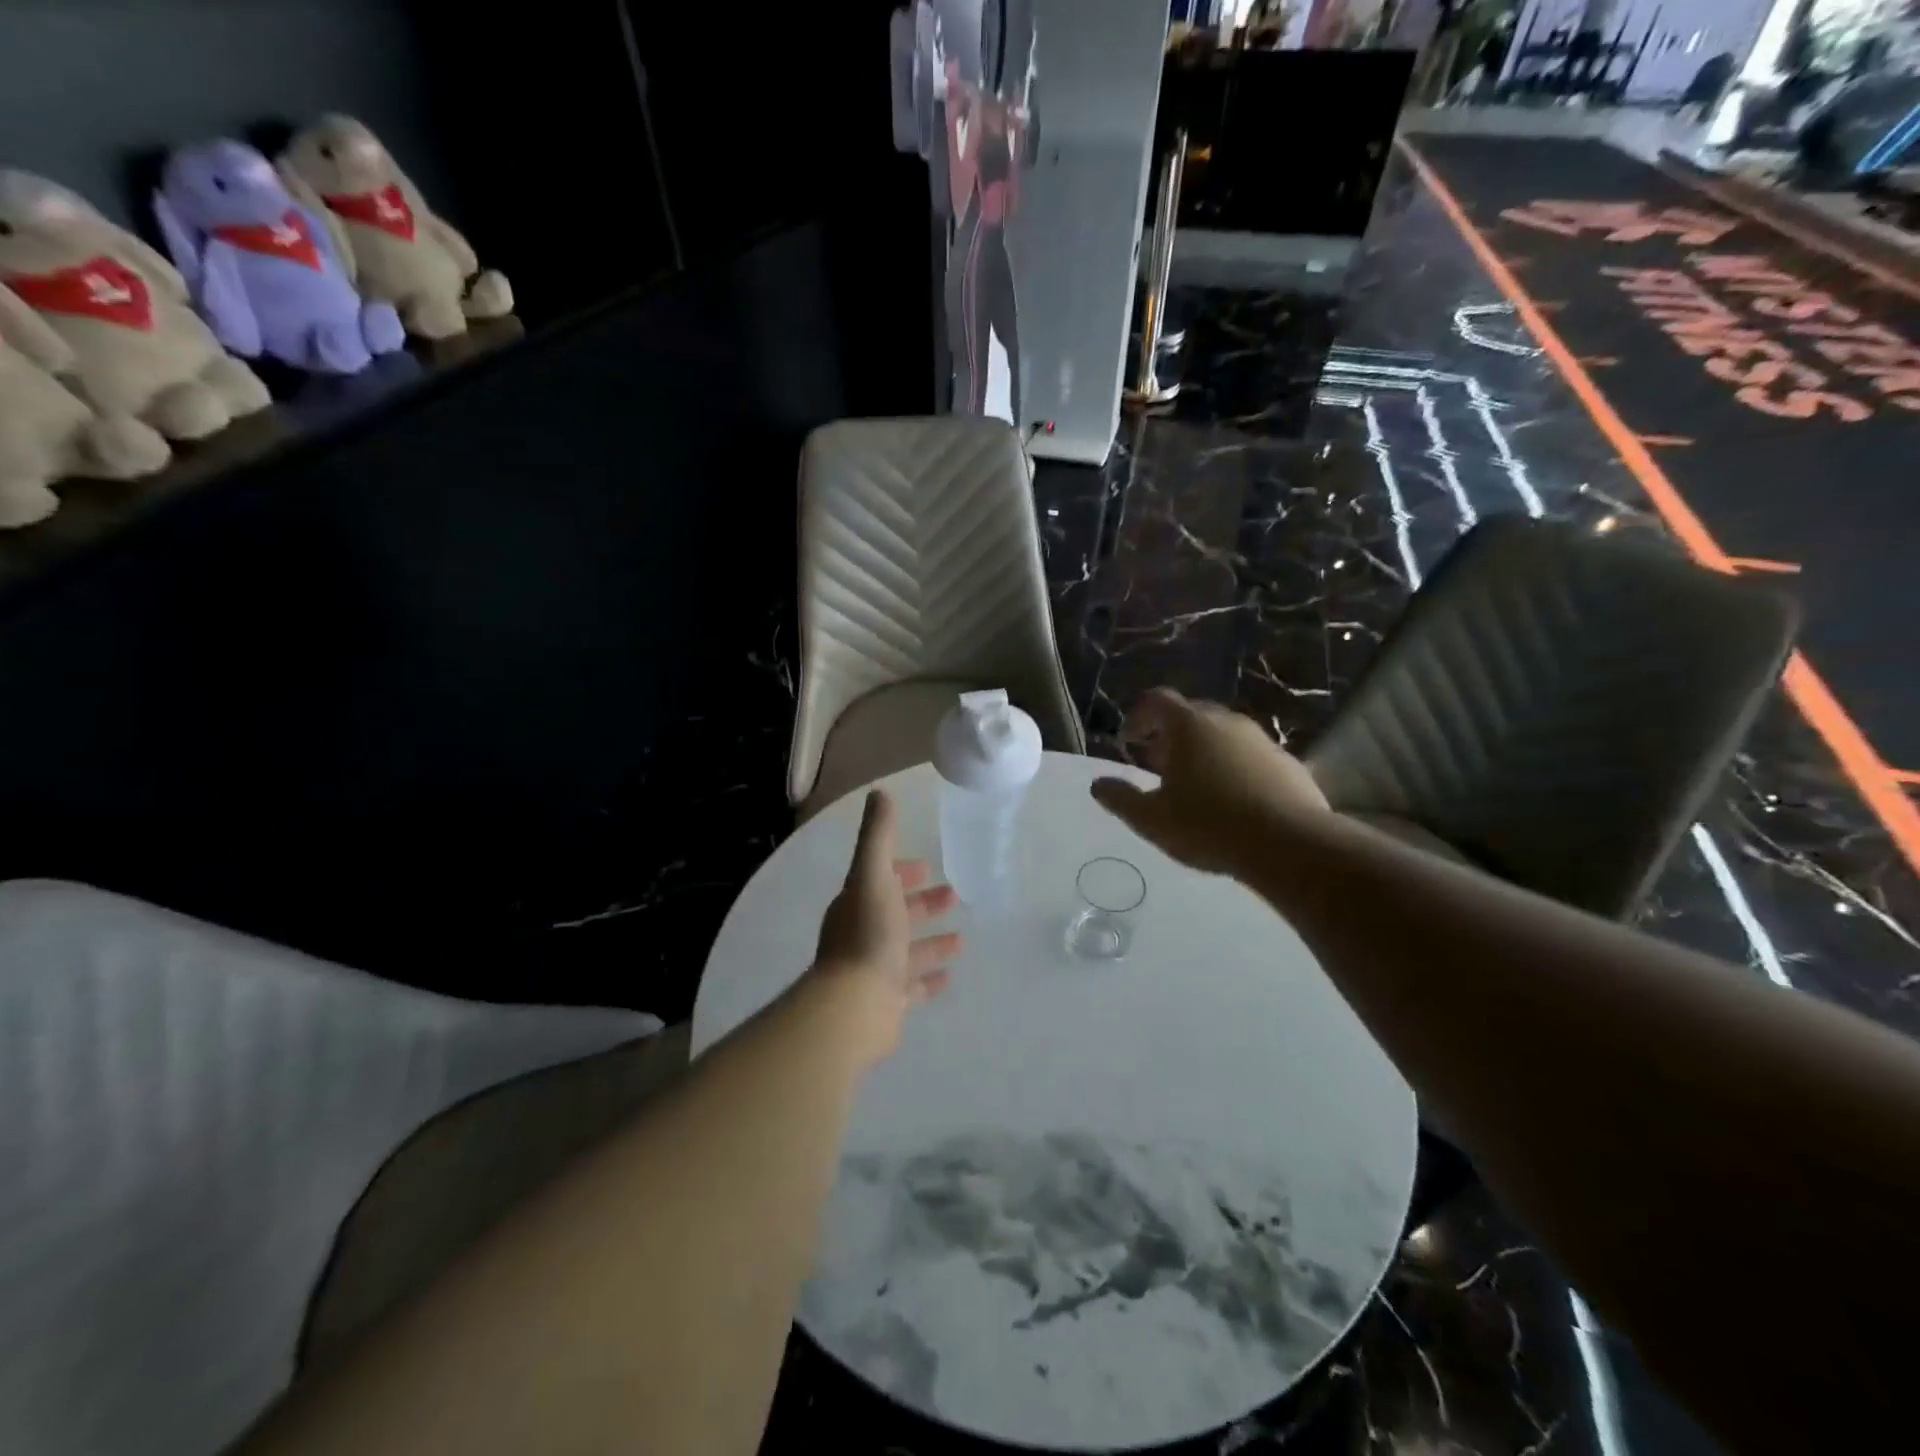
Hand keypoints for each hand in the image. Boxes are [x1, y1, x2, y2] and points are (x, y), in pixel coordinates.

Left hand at [806, 790, 962, 1067]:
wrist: (854, 1006)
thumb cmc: (868, 935)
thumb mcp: (873, 876)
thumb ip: (879, 836)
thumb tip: (880, 792)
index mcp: (857, 904)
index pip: (880, 880)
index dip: (901, 871)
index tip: (926, 867)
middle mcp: (862, 935)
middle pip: (895, 913)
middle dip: (922, 903)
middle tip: (954, 895)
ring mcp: (873, 970)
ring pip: (906, 951)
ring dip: (932, 942)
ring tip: (962, 939)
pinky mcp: (885, 1002)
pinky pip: (911, 987)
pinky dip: (928, 979)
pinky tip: (949, 977)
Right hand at [1090, 688, 1327, 873]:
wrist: (1291, 846)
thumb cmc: (1209, 826)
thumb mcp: (1151, 819)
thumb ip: (1121, 798)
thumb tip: (1097, 784)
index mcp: (1189, 726)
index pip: (1156, 700)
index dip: (1137, 717)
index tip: (1128, 743)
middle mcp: (1227, 722)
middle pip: (1191, 715)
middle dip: (1170, 736)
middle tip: (1157, 766)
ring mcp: (1262, 740)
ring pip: (1223, 735)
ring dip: (1203, 751)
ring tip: (1194, 787)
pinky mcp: (1289, 764)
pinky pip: (1251, 756)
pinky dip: (1234, 768)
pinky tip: (1233, 802)